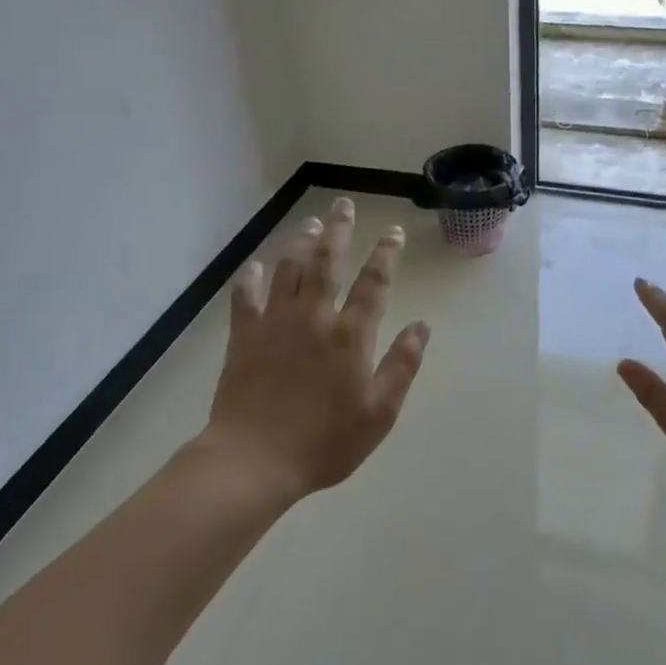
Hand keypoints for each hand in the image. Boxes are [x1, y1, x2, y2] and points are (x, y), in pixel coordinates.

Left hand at [201, 197, 430, 501]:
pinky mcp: (243, 336)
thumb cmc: (324, 442)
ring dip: (300, 242)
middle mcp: (314, 317)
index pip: (374, 282)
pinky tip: (255, 266)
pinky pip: (245, 297)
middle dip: (338, 230)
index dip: (386, 254)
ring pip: (288, 269)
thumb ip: (402, 365)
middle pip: (327, 262)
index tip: (393, 231)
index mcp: (350, 335)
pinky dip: (250, 278)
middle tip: (343, 204)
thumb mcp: (379, 413)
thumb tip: (422, 326)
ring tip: (309, 223)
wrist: (254, 460)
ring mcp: (275, 323)